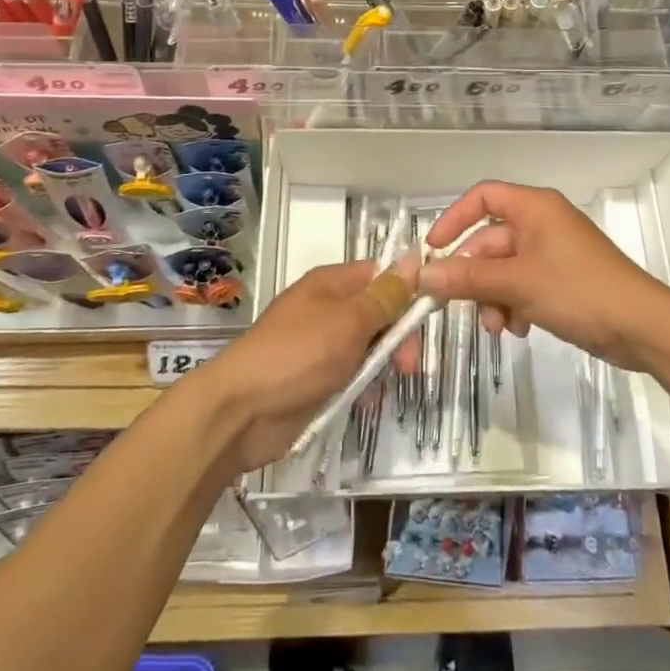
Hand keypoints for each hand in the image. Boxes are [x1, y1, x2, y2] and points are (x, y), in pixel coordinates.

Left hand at [190, 259, 399, 471]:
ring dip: (382, 363)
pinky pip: (350, 373)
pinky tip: (367, 399)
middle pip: (377, 311)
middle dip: (397, 335)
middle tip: (408, 364)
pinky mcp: (315, 378)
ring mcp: (319, 344)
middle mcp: (325, 308)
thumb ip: (385, 296)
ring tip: (387, 383)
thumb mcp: (349, 321)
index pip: (380, 274)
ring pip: (366, 345)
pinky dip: (362, 384)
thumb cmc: (297, 355)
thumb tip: (414, 259)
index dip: (406, 290)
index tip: (429, 315)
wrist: (240, 411)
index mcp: (330, 284)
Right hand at [418, 181, 669, 369]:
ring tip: (498, 327)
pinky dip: (515, 305)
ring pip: (504, 268)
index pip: (483, 197)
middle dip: (475, 275)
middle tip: (458, 306)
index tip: (434, 250)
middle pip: (490, 240)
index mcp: (534, 208)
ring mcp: (553, 252)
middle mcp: (542, 223)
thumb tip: (422, 276)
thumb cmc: (578, 291)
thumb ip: (467, 278)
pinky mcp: (562, 279)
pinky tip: (520, 330)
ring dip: (493, 297)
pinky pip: (524, 284)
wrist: (642, 327)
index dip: (454, 219)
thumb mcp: (517, 283)